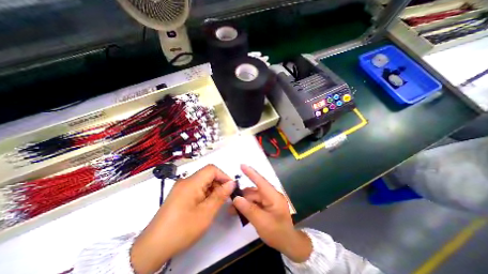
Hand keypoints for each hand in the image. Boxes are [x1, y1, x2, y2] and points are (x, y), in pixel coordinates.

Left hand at [131, 164, 235, 272]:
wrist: (152, 248)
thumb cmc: (182, 229)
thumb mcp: (206, 213)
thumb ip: (220, 196)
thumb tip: (231, 183)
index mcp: (191, 183)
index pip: (211, 169)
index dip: (223, 176)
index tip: (231, 187)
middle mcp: (185, 181)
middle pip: (207, 175)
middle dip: (219, 183)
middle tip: (225, 197)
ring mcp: (181, 188)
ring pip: (202, 182)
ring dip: (212, 189)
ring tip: (216, 203)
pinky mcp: (180, 195)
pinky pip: (196, 188)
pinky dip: (205, 193)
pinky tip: (206, 205)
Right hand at [232, 165, 311, 262]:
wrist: (289, 243)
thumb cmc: (278, 233)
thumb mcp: (262, 223)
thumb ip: (249, 209)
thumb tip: (236, 198)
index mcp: (273, 196)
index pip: (261, 181)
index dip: (251, 173)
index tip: (242, 165)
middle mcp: (271, 195)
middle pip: (254, 191)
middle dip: (242, 195)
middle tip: (230, 202)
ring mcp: (269, 200)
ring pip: (253, 197)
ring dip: (243, 202)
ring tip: (232, 210)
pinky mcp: (267, 205)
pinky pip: (255, 202)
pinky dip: (247, 206)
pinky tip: (239, 212)